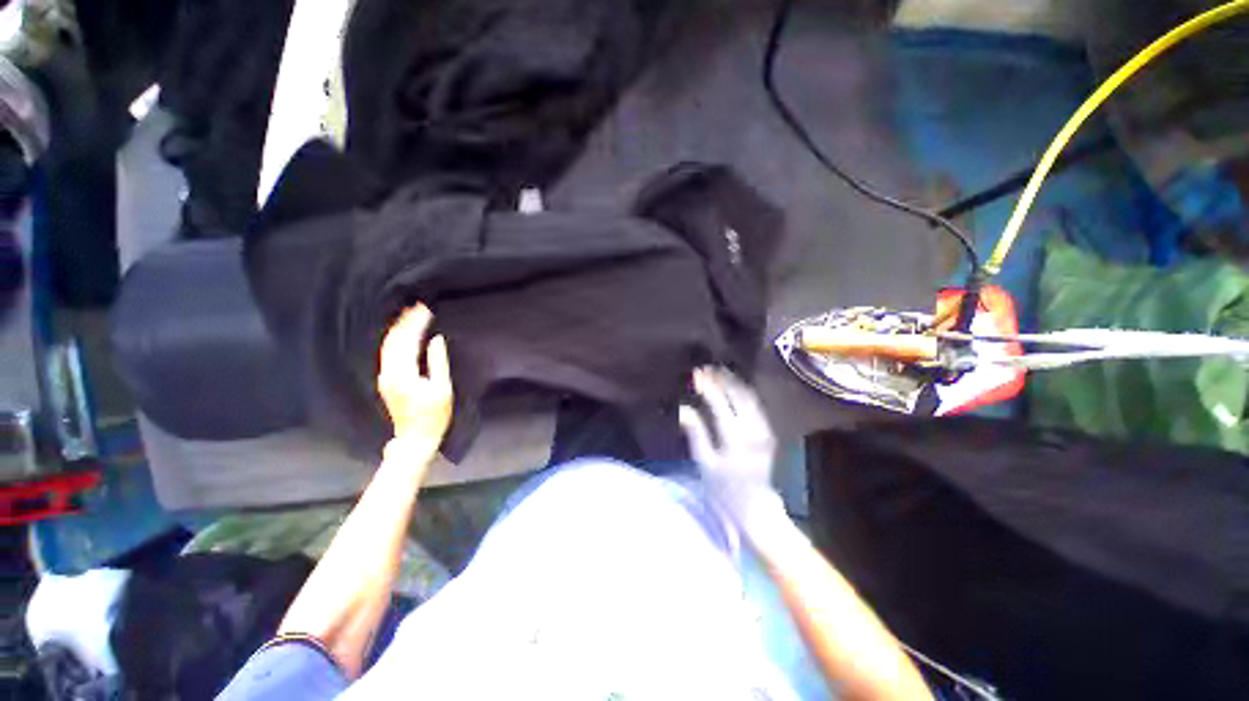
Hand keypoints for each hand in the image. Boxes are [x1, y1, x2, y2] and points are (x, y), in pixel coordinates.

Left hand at [377, 304, 452, 446]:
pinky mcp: (387, 381)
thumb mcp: (442, 389)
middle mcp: (389, 373)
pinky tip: (402, 334)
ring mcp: (385, 377)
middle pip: (394, 340)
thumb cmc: (434, 415)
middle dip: (405, 321)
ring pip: (388, 346)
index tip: (425, 308)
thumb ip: (438, 362)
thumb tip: (436, 340)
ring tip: (410, 314)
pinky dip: (395, 339)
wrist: (414, 438)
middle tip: (417, 306)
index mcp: (403, 374)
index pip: (407, 341)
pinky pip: (388, 353)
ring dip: (399, 329)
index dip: (416, 323)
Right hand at [678, 367, 777, 524]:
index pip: (720, 405)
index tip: (696, 374)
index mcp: (734, 440)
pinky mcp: (768, 431)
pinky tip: (733, 386)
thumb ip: (696, 434)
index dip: (708, 387)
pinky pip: (756, 405)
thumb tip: (684, 409)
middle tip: (706, 369)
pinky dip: (743, 391)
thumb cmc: (723, 488)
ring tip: (718, 372)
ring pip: (749, 398)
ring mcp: (763, 430)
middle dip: (721, 379)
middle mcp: (753, 431)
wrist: (754, 506)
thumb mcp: (704, 463)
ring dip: (733, 383)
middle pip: (738, 396)